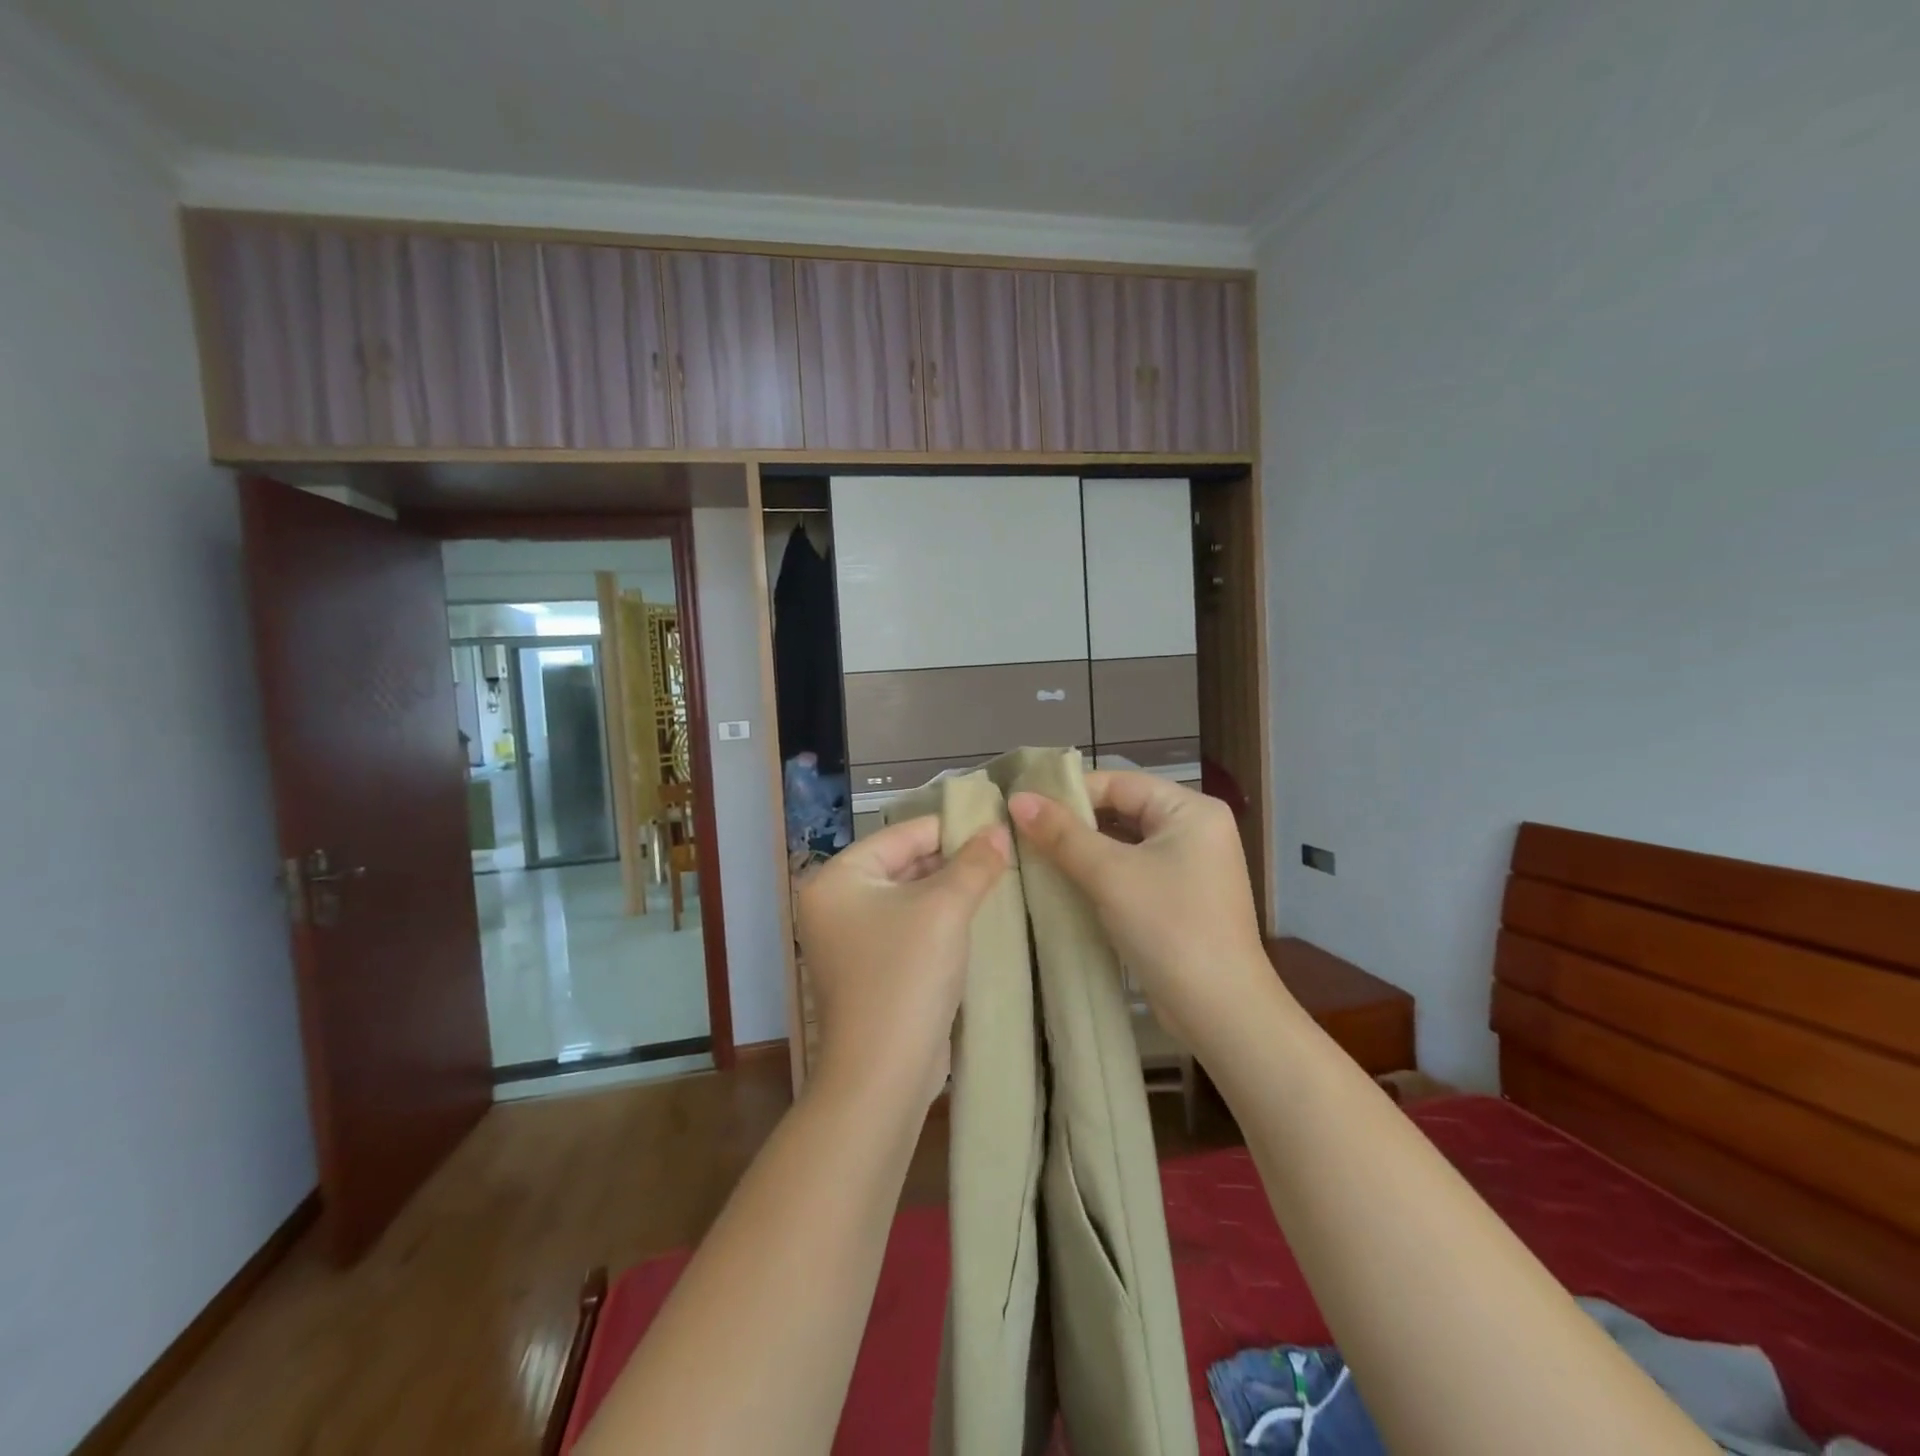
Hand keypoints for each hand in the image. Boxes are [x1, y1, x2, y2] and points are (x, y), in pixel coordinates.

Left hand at [795, 816, 1010, 1104]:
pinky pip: (907, 929)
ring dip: (948, 891)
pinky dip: (938, 921)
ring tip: (997, 880)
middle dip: (951, 861)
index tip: (994, 823)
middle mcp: (834, 904)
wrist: (883, 1073)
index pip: (901, 835)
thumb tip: (1000, 829)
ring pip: (908, 899)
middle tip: (1002, 854)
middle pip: (902, 865)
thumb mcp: (945, 908)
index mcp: (838, 879)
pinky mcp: (868, 970)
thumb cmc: (906, 974)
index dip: (949, 828)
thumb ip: (974, 863)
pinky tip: (977, 917)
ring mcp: (848, 940)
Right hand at [1008, 771, 1269, 1049]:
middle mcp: (1195, 830)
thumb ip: (1062, 834)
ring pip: (1124, 843)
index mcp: (1191, 810)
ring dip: (1083, 850)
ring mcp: (1190, 866)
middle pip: (1123, 810)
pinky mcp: (1180, 898)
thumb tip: (1017, 799)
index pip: (1119, 783)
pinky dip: (1100, 874)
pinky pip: (1132, 871)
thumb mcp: (1111, 874)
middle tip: (1023, 831)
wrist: (1221, 1011)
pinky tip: (1064, 883)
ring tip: (1034, 854)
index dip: (1070, 792)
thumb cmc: (1170, 928)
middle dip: (1074, 822)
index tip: (1024, 806)